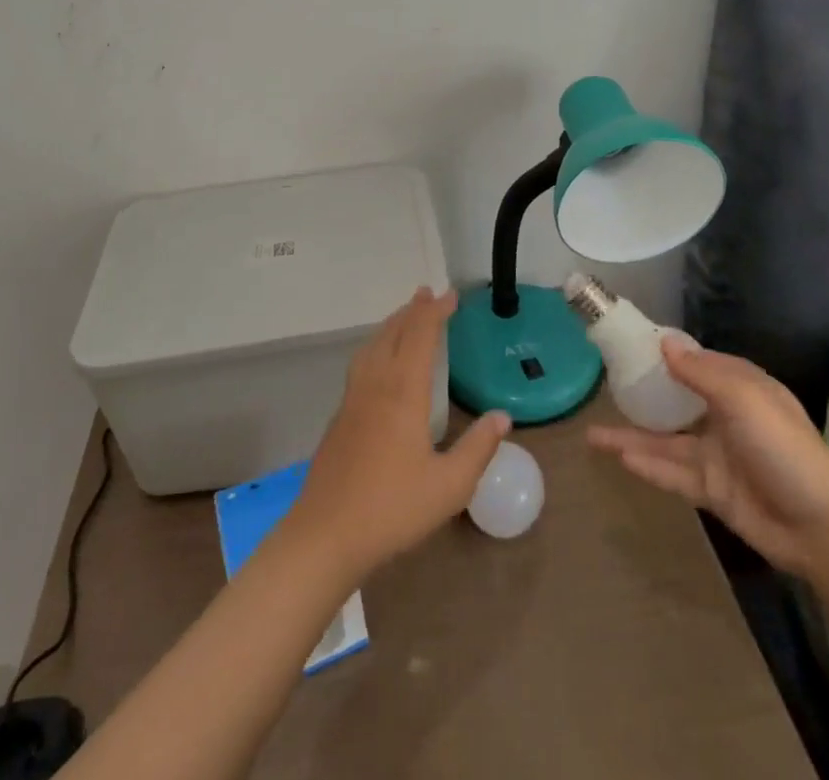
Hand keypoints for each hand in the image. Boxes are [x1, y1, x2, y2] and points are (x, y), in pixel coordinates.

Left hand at [282, 288, 510, 581]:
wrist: (325, 534)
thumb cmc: (392, 510)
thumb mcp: (449, 487)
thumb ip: (477, 449)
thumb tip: (502, 417)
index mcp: (403, 393)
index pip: (421, 336)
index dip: (436, 312)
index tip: (452, 295)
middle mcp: (376, 384)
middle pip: (394, 333)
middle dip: (413, 310)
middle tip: (428, 293)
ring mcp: (353, 398)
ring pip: (373, 345)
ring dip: (392, 324)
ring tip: (406, 317)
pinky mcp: (340, 416)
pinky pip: (362, 362)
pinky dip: (377, 345)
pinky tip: (380, 360)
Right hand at [588, 341, 828, 577]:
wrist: (820, 526)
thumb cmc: (783, 447)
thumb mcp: (743, 398)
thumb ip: (700, 372)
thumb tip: (664, 342)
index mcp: (740, 388)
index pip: (697, 363)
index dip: (666, 353)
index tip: (629, 345)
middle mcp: (725, 417)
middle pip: (675, 401)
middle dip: (642, 395)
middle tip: (603, 386)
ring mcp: (717, 456)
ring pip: (665, 440)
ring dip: (632, 436)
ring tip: (591, 434)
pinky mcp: (711, 490)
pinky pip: (672, 473)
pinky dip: (647, 465)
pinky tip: (619, 458)